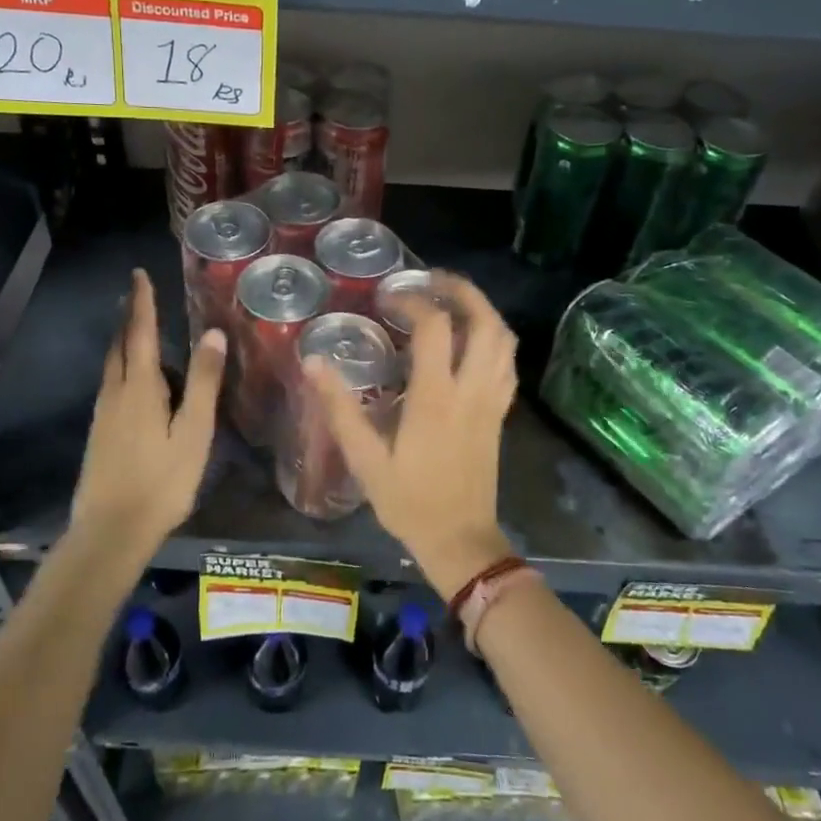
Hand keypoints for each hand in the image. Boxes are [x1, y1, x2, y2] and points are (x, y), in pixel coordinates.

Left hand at [71, 270, 226, 549]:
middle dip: (130, 317)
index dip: (143, 302)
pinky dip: (122, 366)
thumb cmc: (161, 481)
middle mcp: (116, 393)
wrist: (110, 531)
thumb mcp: (193, 432)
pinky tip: (132, 379)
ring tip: (136, 328)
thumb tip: (212, 333)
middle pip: (121, 345)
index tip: (138, 274)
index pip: (141, 332)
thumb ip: (203, 382)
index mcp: (140, 387)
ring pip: (112, 365)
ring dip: (124, 340)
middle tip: (137, 294)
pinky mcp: (100, 433)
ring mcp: (104, 414)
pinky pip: (112, 384)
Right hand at [306, 273, 517, 596]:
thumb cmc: (409, 502)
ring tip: (451, 300)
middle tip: (432, 279)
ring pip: (503, 339)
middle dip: (461, 290)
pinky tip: (472, 340)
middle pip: (484, 321)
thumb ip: (339, 409)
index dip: (412, 300)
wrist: (460, 541)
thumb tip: (313, 362)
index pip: (434, 327)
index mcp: (436, 398)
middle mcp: (471, 390)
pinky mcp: (500, 413)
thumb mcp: (365, 459)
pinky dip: (494, 338)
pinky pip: (507, 362)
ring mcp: (491, 400)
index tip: (388, 298)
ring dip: (482, 310)